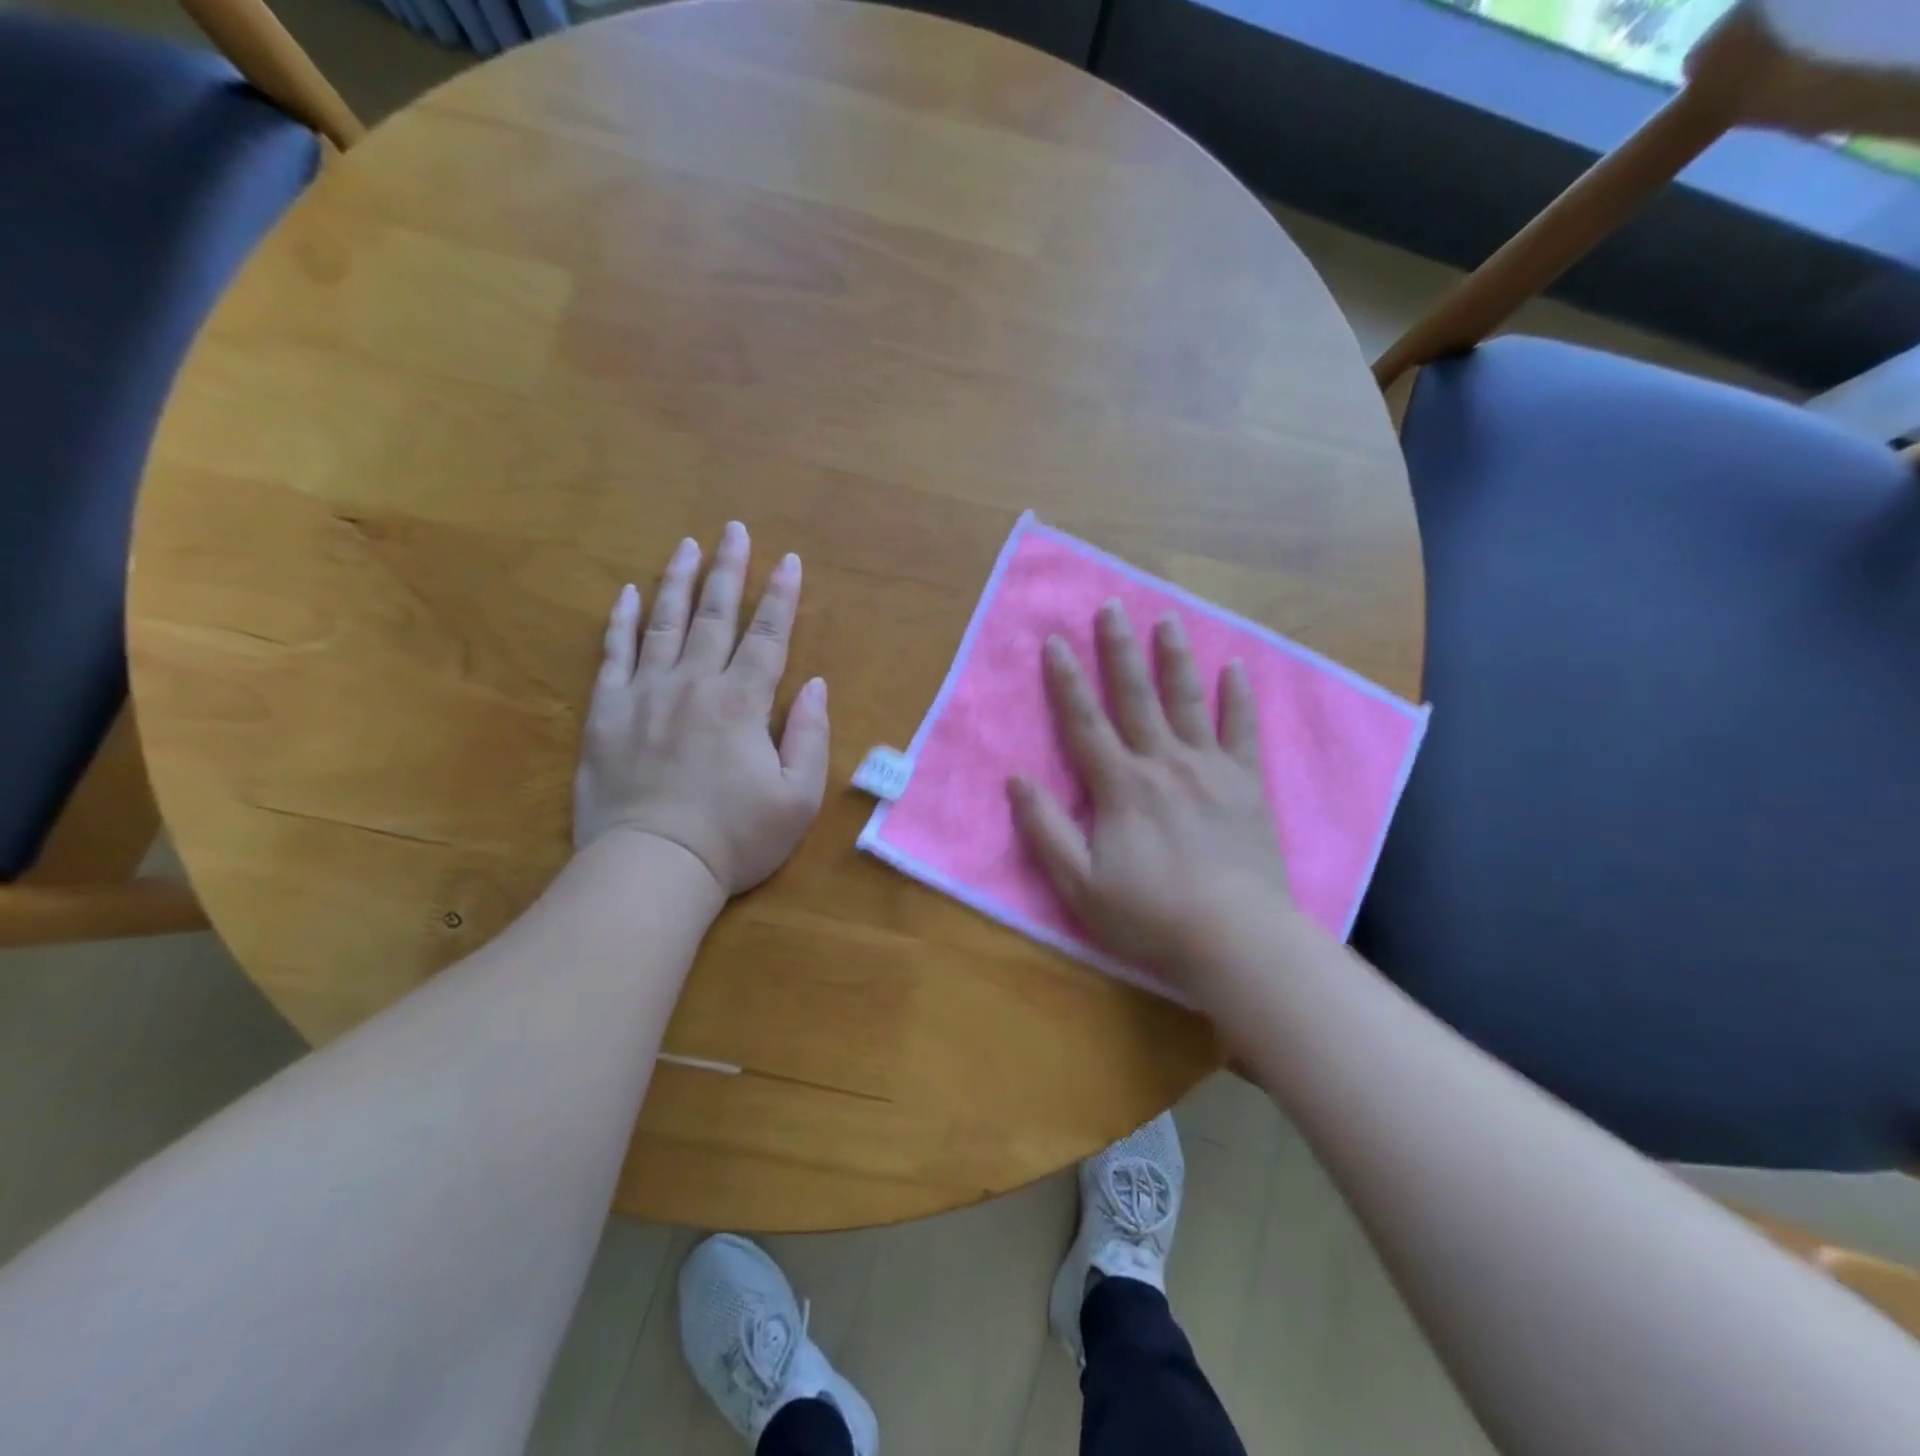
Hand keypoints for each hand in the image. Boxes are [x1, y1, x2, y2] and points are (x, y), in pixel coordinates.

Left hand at [574, 522, 829, 895]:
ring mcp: (645, 693)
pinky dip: (622, 621)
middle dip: (729, 569)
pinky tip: (628, 594)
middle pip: (715, 615)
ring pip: (664, 623)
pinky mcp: (606, 712)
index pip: (768, 636)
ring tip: (686, 545)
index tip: (789, 559)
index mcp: (743, 703)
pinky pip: (614, 654)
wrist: (652, 866)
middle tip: (734, 529)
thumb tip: (815, 685)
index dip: (781, 596)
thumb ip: (810, 736)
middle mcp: (694, 684)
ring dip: (677, 580)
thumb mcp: (798, 798)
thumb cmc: (735, 838)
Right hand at [1008, 602, 1292, 981]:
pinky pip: (1241, 730)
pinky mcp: (1245, 784)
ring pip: (1187, 701)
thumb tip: (1017, 779)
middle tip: (1112, 606)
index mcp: (1120, 786)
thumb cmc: (1150, 915)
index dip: (1066, 680)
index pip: (1085, 721)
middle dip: (1119, 650)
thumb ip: (1046, 829)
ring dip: (1174, 658)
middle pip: (1136, 696)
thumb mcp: (1079, 885)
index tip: (1055, 640)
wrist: (1235, 938)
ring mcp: (1209, 769)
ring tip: (1167, 619)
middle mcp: (1163, 763)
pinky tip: (1234, 667)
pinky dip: (1237, 697)